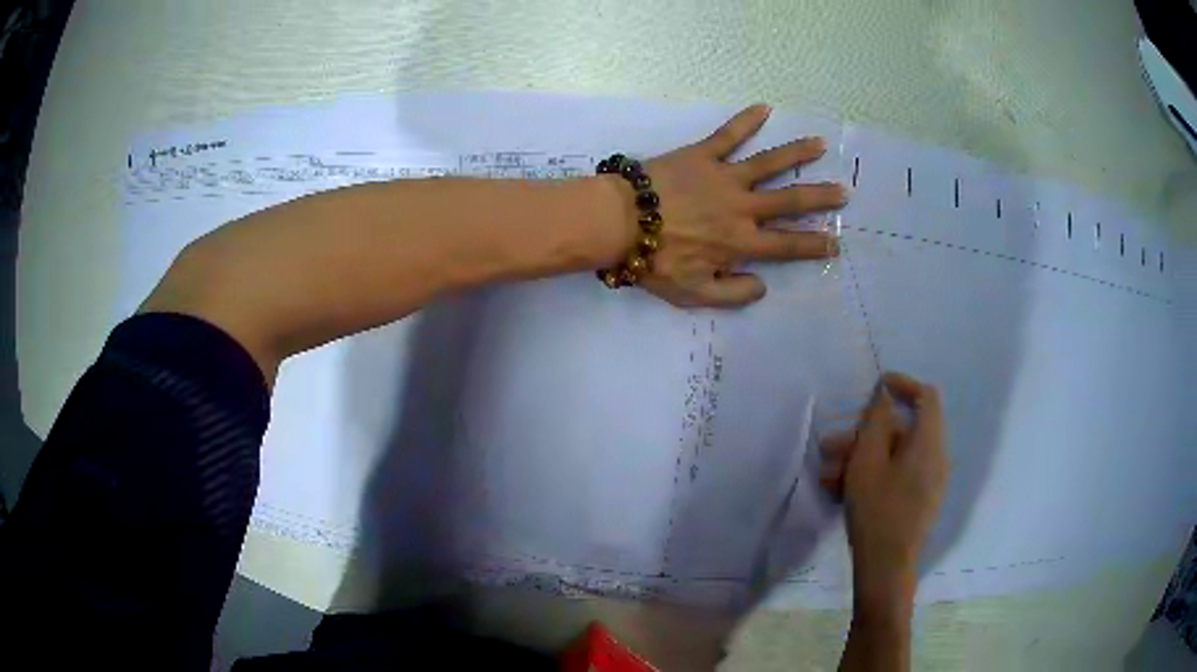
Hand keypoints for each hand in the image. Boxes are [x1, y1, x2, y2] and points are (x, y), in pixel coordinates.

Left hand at [630, 104, 847, 307]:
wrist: (620, 222)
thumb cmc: (655, 260)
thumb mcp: (694, 294)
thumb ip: (732, 294)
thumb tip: (763, 286)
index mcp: (741, 243)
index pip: (787, 246)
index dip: (813, 246)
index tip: (835, 242)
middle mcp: (742, 207)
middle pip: (790, 201)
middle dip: (820, 197)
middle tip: (843, 192)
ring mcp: (725, 177)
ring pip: (769, 163)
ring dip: (797, 153)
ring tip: (820, 144)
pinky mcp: (704, 154)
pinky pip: (729, 134)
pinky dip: (746, 120)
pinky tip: (764, 107)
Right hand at [819, 373, 948, 600]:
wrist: (886, 568)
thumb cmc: (877, 510)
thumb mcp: (868, 462)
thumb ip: (877, 422)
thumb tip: (885, 397)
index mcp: (928, 443)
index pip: (926, 397)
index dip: (903, 385)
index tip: (876, 386)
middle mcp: (934, 458)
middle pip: (902, 431)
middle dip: (863, 435)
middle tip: (830, 446)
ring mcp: (928, 482)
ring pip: (893, 456)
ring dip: (860, 459)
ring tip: (826, 476)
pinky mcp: (918, 501)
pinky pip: (896, 475)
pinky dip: (871, 476)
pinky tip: (840, 492)